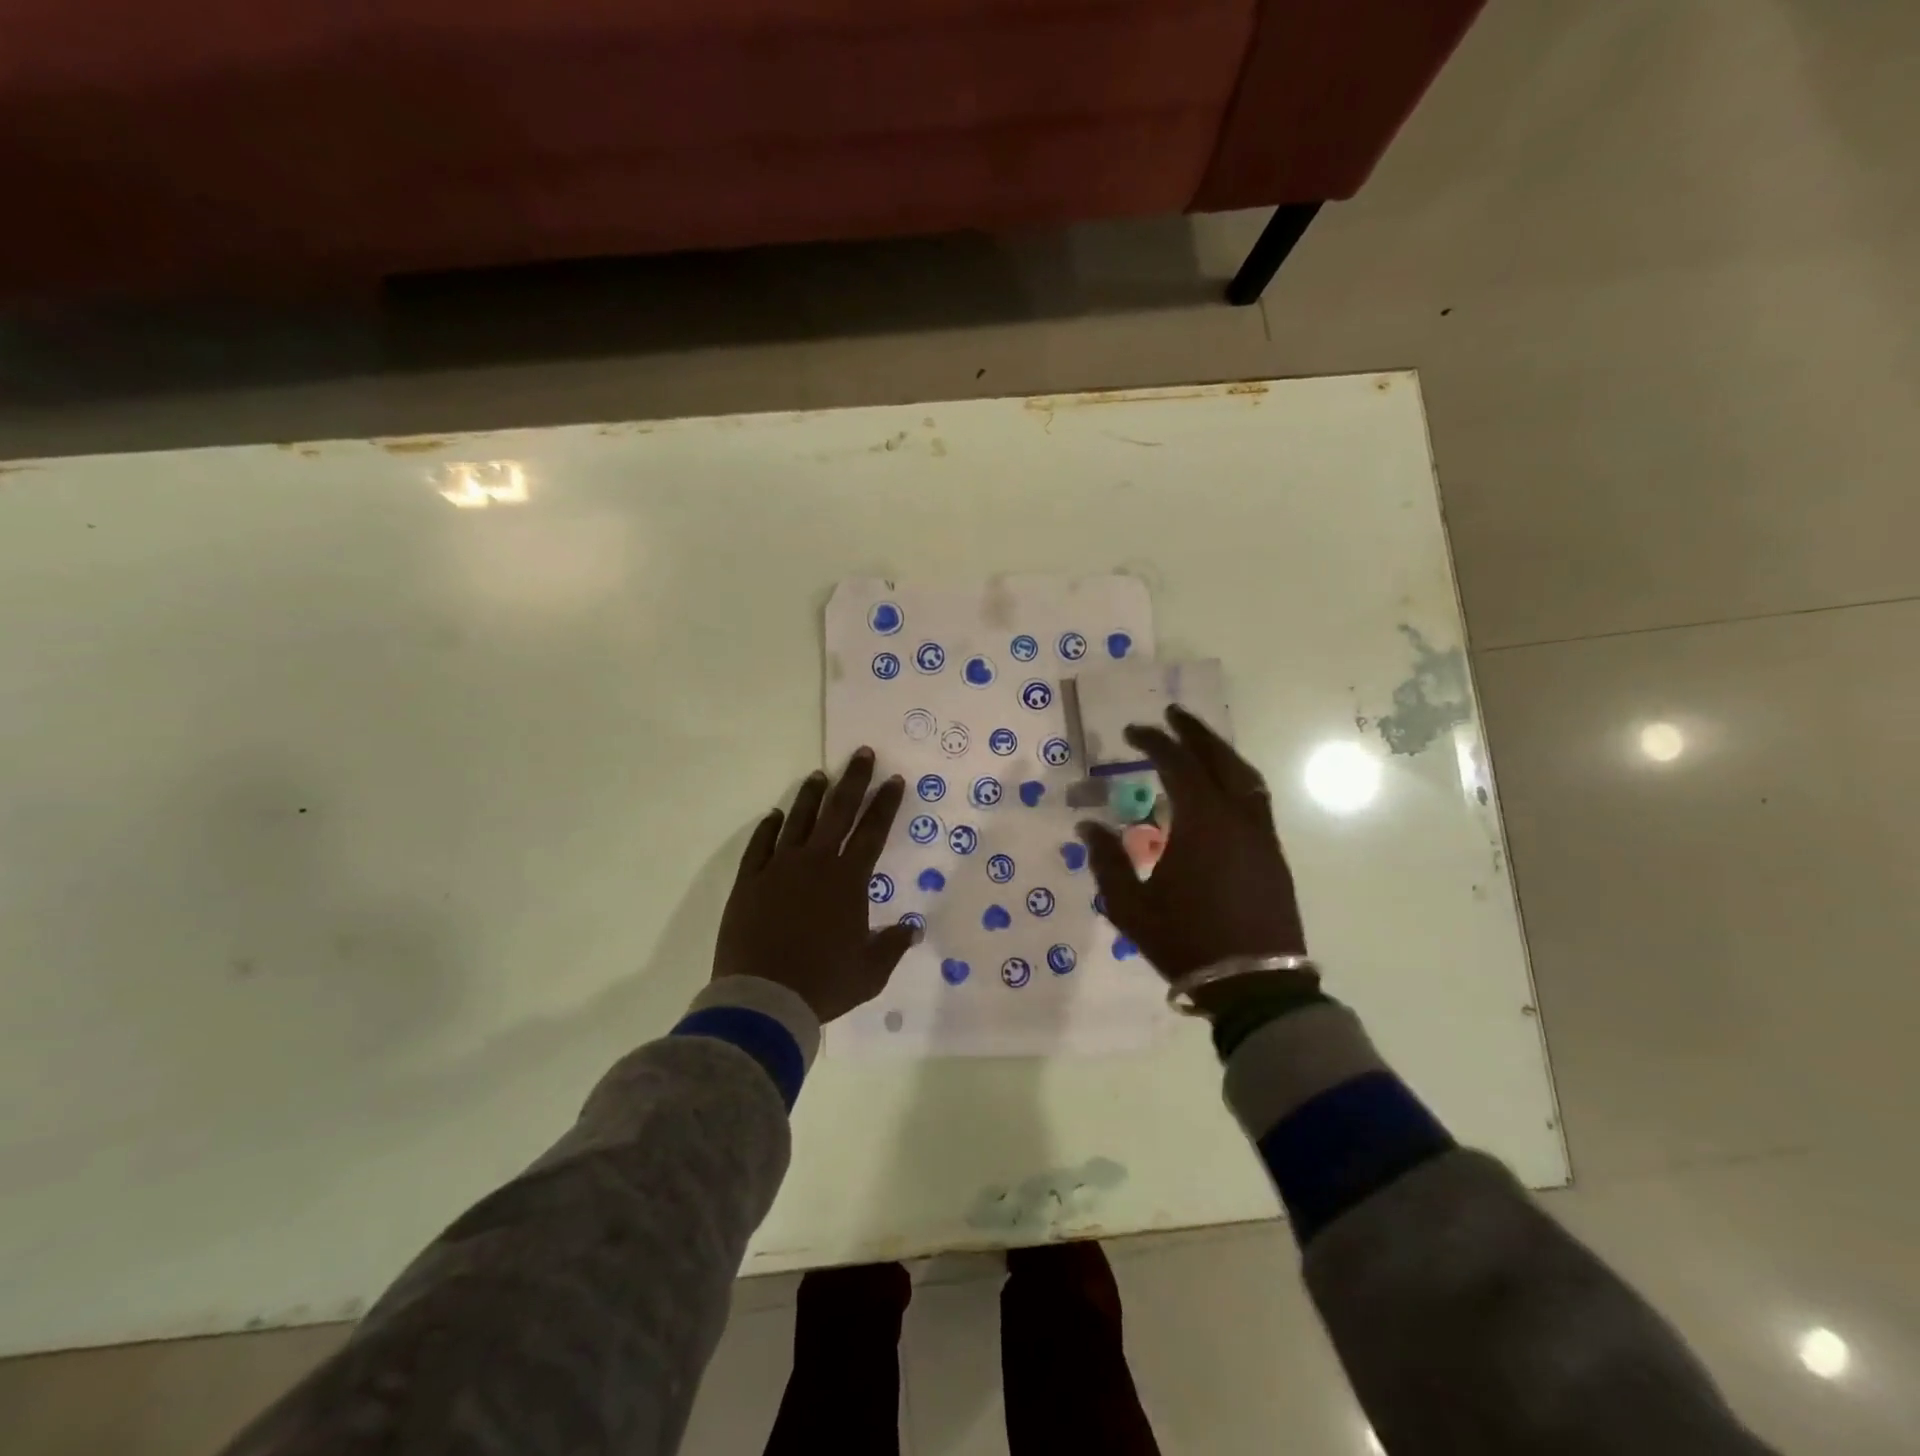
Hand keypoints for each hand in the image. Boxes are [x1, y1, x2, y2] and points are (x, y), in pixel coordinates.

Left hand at [714, 748, 915, 1022]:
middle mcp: (815, 863)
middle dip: (853, 780)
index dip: (885, 804)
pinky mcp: (748, 882)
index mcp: (848, 880)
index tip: (894, 780)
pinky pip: (759, 845)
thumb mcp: (870, 971)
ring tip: (819, 775)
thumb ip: (892, 945)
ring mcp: (778, 869)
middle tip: (861, 754)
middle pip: (838, 812)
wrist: (763, 998)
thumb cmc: (823, 983)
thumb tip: (912, 929)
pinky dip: (768, 828)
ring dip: (811, 796)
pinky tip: (773, 816)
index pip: (872, 831)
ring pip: (798, 820)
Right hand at [1078, 706, 1307, 998]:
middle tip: (1172, 714)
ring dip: (1220, 753)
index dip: (1153, 741)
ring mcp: (1261, 834)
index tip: (1132, 731)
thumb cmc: (1186, 940)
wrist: (1254, 984)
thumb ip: (1107, 860)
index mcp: (1202, 821)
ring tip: (1198, 744)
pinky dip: (1236, 778)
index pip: (1177, 763)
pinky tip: (1221, 789)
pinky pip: (1255, 798)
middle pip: (1219, 758)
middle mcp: (1237, 816)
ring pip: (1245, 776)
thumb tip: (1088, 825)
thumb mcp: (1130, 905)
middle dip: (1194, 732)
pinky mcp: (1273, 854)